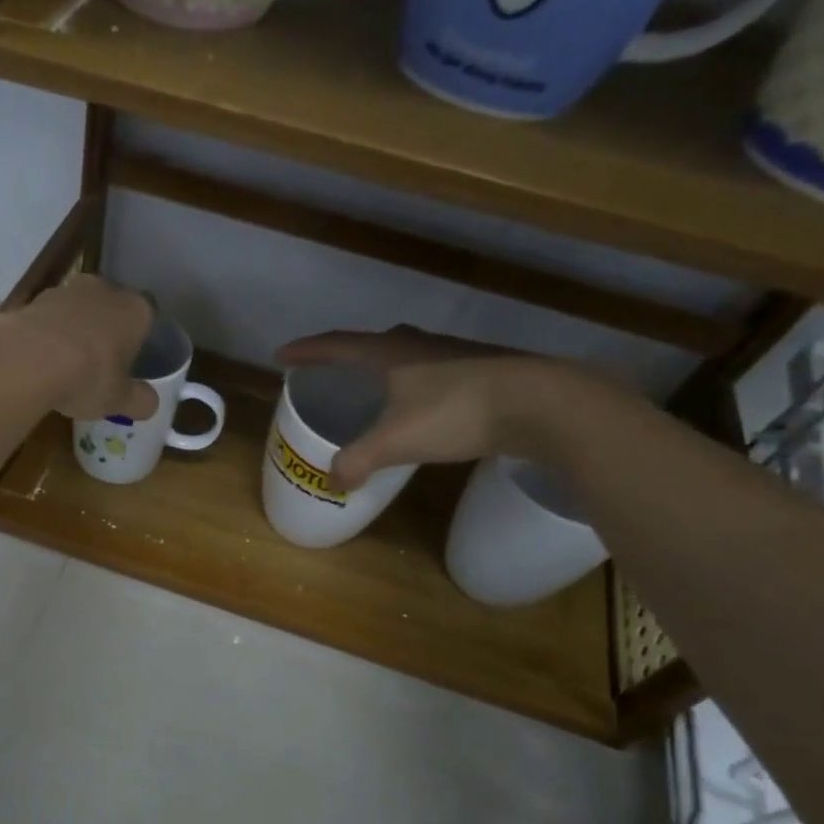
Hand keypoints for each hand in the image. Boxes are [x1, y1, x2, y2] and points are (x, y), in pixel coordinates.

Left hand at [8, 273, 158, 421]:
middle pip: (111, 307)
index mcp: (135, 309)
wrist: (28, 359)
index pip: (148, 315)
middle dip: (107, 330)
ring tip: (66, 363)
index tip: (131, 360)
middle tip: (100, 362)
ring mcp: (66, 289)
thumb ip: (140, 401)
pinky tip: (41, 359)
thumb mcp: (120, 400)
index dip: (140, 338)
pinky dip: (48, 334)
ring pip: (78, 309)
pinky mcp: (33, 299)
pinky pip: (49, 318)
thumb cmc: (88, 376)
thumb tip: (150, 403)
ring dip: (75, 330)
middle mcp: (104, 289)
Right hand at [275, 325, 546, 489]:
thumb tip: (333, 480)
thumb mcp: (395, 441)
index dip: (306, 352)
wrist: (541, 403)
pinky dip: (414, 387)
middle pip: (373, 344)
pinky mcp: (482, 372)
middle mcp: (419, 345)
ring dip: (384, 370)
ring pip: (407, 356)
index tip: (281, 356)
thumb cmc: (456, 412)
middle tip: (330, 372)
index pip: (336, 345)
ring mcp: (454, 355)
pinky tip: (422, 408)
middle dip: (346, 357)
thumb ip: (358, 460)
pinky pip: (432, 374)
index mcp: (390, 352)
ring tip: (374, 390)